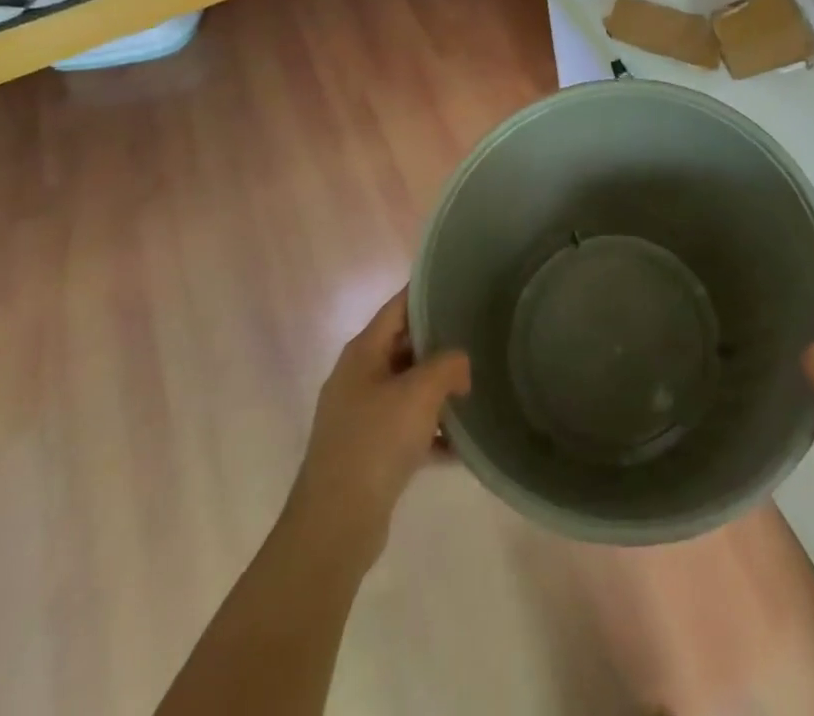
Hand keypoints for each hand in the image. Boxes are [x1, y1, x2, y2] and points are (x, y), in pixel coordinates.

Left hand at [285, 289, 469, 573]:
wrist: (335, 525)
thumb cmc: (376, 442)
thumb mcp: (421, 392)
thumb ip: (449, 364)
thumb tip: (460, 367)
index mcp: (363, 352)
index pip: (399, 306)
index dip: (428, 294)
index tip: (462, 288)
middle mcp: (358, 377)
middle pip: (405, 346)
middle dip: (440, 344)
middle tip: (478, 338)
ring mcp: (360, 415)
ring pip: (408, 388)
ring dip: (439, 390)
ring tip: (475, 389)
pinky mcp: (367, 451)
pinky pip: (406, 427)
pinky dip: (431, 430)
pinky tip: (460, 445)